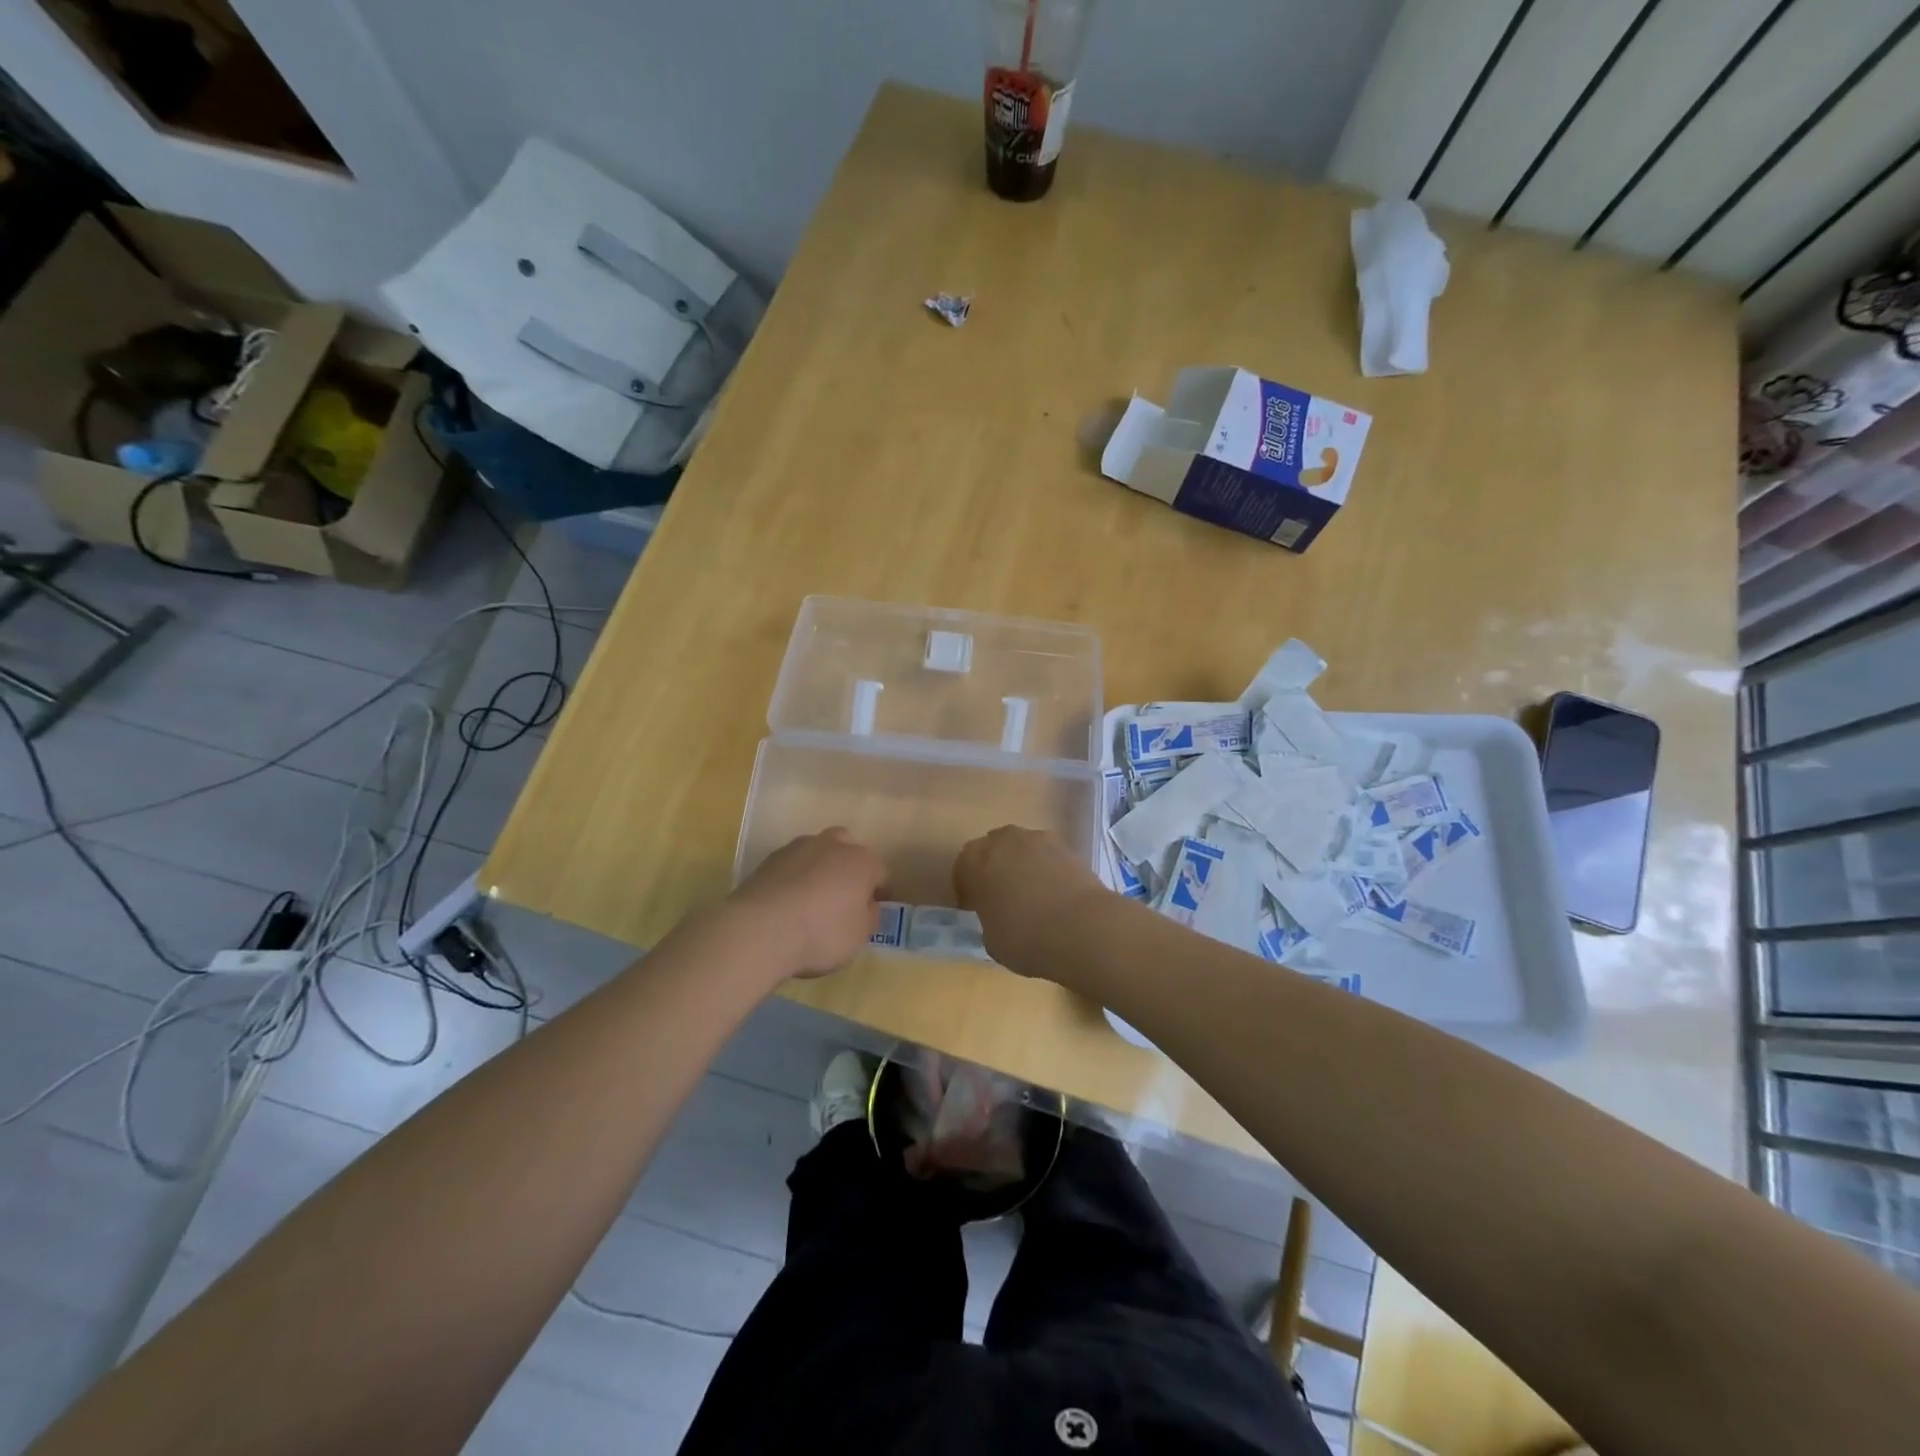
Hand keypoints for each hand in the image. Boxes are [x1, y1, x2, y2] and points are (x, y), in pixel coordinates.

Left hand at [726, 828, 886, 979]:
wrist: (760, 929)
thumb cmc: (821, 934)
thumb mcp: (859, 937)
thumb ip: (868, 917)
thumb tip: (866, 906)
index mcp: (862, 862)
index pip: (880, 873)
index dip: (879, 892)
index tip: (872, 911)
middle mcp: (833, 845)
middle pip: (848, 850)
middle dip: (848, 869)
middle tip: (842, 897)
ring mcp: (798, 848)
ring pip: (817, 853)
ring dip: (819, 869)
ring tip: (810, 900)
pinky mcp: (769, 859)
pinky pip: (791, 865)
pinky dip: (793, 878)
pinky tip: (787, 902)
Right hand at [953, 826, 1103, 973]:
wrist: (1082, 929)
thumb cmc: (1025, 937)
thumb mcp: (991, 940)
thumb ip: (989, 919)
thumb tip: (998, 916)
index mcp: (975, 860)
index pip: (963, 868)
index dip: (967, 888)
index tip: (973, 907)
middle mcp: (1004, 840)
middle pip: (992, 850)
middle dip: (994, 869)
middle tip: (1001, 897)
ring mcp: (1039, 839)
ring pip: (1022, 849)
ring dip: (1021, 866)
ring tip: (1032, 896)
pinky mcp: (1068, 847)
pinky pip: (1047, 856)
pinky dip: (1047, 870)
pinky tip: (1054, 894)